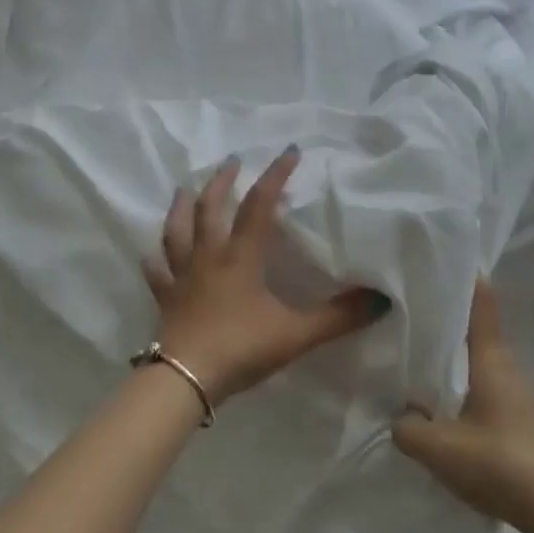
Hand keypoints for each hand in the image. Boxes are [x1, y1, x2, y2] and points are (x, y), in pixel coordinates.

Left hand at [144, 147, 388, 403]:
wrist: (185, 381)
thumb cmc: (241, 348)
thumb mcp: (296, 333)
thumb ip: (338, 317)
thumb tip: (380, 299)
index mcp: (240, 257)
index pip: (259, 205)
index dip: (275, 176)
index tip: (289, 151)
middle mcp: (208, 257)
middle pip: (210, 209)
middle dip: (222, 181)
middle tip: (232, 161)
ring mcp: (182, 277)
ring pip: (176, 232)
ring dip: (181, 208)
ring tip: (183, 190)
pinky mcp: (165, 299)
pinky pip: (157, 273)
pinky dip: (155, 261)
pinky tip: (152, 255)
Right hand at [392, 278, 533, 525]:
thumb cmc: (496, 460)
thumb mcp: (437, 446)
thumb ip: (407, 428)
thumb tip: (400, 417)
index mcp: (490, 358)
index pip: (480, 305)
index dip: (464, 280)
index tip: (441, 261)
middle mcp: (505, 366)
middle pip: (475, 330)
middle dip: (447, 316)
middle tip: (411, 308)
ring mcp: (513, 392)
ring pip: (477, 359)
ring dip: (453, 353)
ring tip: (417, 352)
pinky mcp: (515, 417)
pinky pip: (481, 384)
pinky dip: (460, 380)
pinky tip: (438, 398)